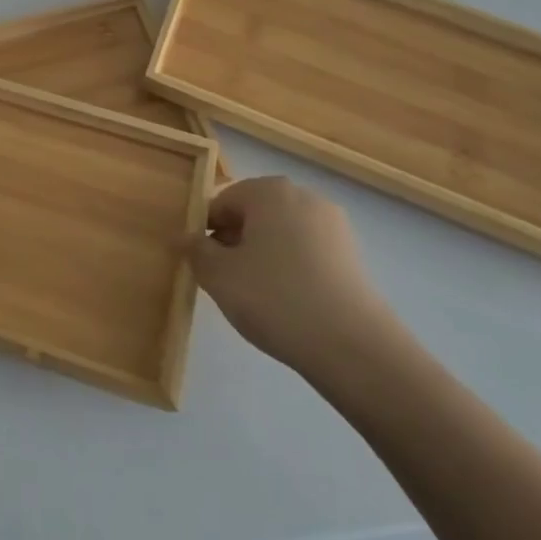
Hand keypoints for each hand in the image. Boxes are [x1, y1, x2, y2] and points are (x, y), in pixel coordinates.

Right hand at [186, 177, 393, 376]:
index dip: (205, 231)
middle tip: (226, 280)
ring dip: (263, 257)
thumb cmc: (275, 298)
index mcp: (269, 190)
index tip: (202, 264)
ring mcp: (334, 226)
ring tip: (257, 297)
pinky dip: (291, 270)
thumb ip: (195, 250)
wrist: (355, 349)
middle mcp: (303, 197)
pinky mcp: (353, 257)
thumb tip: (185, 237)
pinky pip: (307, 254)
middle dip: (235, 242)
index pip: (221, 202)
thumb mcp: (218, 275)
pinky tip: (288, 304)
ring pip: (281, 235)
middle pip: (253, 214)